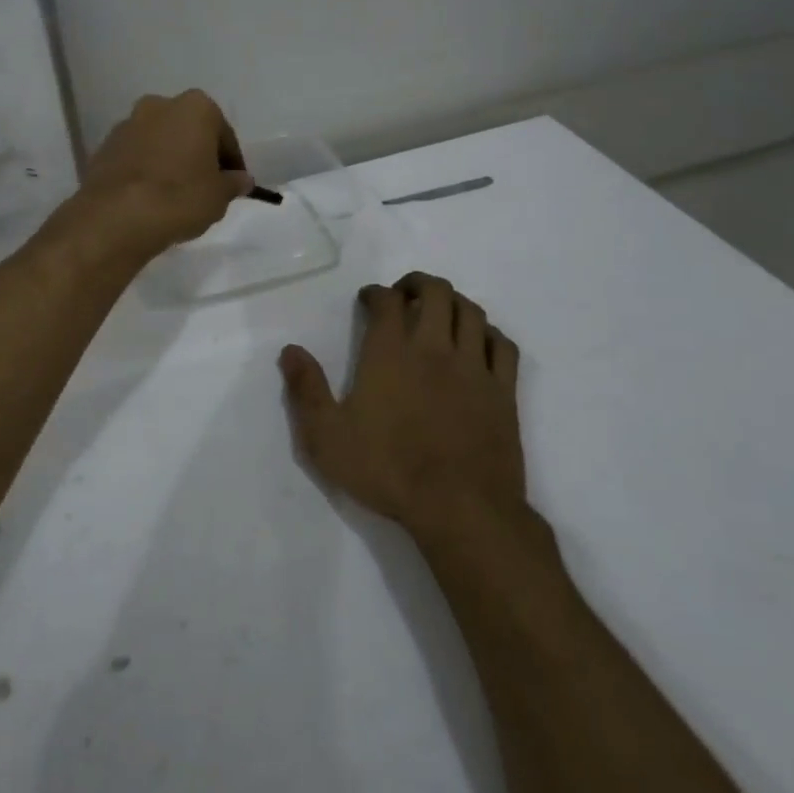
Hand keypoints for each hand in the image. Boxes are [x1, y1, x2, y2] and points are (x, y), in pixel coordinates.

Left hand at [68, 90, 254, 263]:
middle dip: (197, 154)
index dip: (231, 162)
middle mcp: (158, 105)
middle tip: (204, 187)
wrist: (117, 216)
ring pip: (158, 142)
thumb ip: (233, 183)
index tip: (233, 185)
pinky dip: (144, 172)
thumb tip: (241, 179)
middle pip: (187, 131)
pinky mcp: (103, 148)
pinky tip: (149, 198)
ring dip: (168, 161)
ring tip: (175, 195)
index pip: (223, 135)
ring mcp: (126, 125)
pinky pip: (135, 158)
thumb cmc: (180, 197)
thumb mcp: (219, 196)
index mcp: (195, 107)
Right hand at [279, 273, 525, 543]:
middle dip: (418, 284)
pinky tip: (479, 342)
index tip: (368, 300)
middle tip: (404, 295)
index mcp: (390, 353)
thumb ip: (306, 389)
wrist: (460, 508)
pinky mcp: (503, 391)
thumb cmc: (387, 470)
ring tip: (440, 312)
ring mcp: (474, 367)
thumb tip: (290, 350)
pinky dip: (489, 333)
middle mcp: (434, 348)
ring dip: (454, 302)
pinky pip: (502, 345)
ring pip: (472, 312)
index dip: (376, 293)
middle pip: (436, 292)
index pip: (387, 301)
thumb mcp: (326, 437)